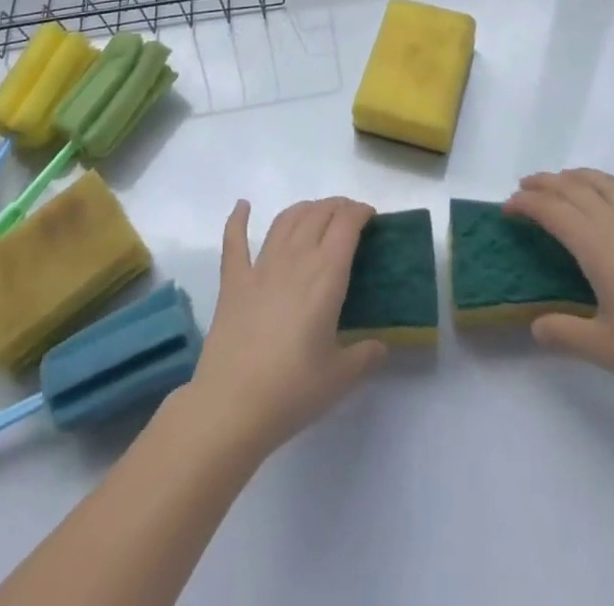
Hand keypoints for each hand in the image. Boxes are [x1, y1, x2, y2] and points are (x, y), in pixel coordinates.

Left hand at [183, 197, 386, 458]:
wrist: (232, 406)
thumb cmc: (292, 390)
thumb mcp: (340, 377)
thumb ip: (365, 356)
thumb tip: (381, 346)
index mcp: (326, 275)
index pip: (346, 225)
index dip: (360, 212)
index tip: (370, 217)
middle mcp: (295, 258)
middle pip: (318, 214)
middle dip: (337, 207)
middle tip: (349, 217)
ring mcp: (260, 266)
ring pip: (285, 220)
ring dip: (304, 209)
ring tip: (315, 212)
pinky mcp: (233, 281)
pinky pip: (234, 240)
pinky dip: (238, 219)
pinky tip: (243, 206)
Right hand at [504, 169, 613, 416]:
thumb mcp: (603, 349)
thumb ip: (564, 332)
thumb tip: (536, 326)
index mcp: (598, 246)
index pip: (553, 210)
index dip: (526, 204)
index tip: (507, 209)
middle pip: (575, 188)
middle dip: (545, 184)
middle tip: (523, 189)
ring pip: (607, 184)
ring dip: (578, 178)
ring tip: (562, 183)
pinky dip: (612, 192)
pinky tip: (613, 208)